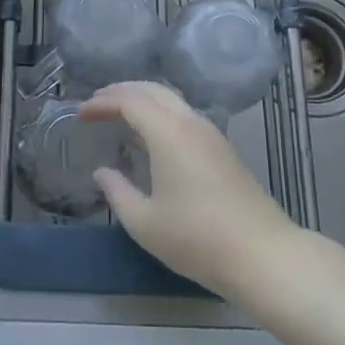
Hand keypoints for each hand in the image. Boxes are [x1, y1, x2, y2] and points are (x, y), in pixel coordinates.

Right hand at [82, 81, 301, 301]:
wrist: (263, 254)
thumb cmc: (197, 238)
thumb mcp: (144, 222)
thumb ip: (117, 192)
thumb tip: (102, 172)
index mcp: (168, 132)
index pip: (129, 100)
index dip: (102, 102)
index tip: (81, 114)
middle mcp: (190, 122)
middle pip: (152, 89)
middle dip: (121, 91)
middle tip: (96, 104)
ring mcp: (211, 133)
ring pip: (172, 99)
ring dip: (143, 99)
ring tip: (120, 114)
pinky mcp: (223, 148)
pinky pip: (184, 114)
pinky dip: (160, 112)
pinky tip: (151, 134)